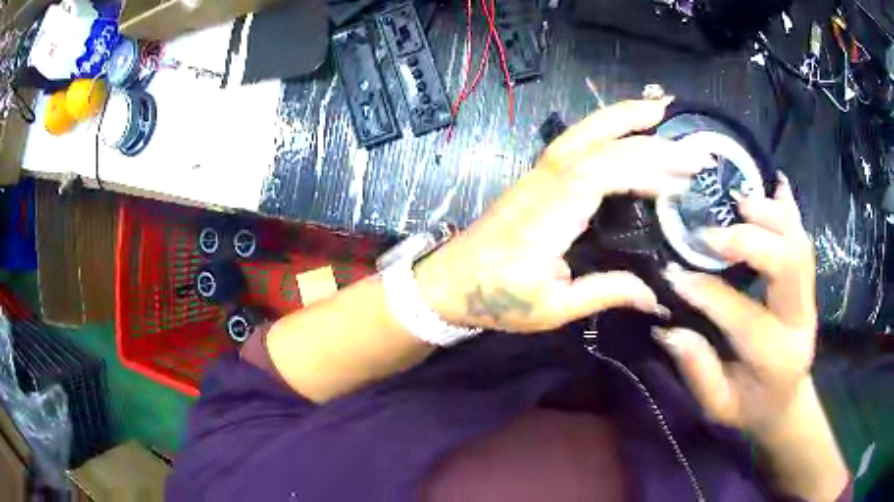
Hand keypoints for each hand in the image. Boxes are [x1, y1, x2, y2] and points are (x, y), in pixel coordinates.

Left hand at [415, 99, 714, 332]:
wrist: (450, 282)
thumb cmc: (496, 297)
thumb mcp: (553, 308)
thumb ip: (605, 294)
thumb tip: (654, 296)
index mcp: (550, 214)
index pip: (601, 175)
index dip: (642, 170)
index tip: (680, 179)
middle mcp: (546, 182)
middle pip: (596, 143)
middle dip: (644, 137)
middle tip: (687, 144)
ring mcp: (539, 174)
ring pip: (583, 133)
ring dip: (621, 117)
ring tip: (658, 110)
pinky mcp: (538, 177)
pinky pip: (576, 142)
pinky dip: (604, 128)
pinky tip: (624, 128)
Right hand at [655, 174, 818, 435]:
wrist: (786, 401)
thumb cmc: (750, 406)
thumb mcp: (718, 405)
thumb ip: (698, 371)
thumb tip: (670, 329)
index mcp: (777, 358)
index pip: (744, 316)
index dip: (708, 294)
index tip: (674, 275)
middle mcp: (800, 320)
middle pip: (788, 264)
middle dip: (748, 241)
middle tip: (710, 234)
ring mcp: (810, 298)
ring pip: (798, 244)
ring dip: (769, 216)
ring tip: (737, 202)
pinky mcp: (808, 285)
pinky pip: (803, 240)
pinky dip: (791, 211)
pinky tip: (777, 187)